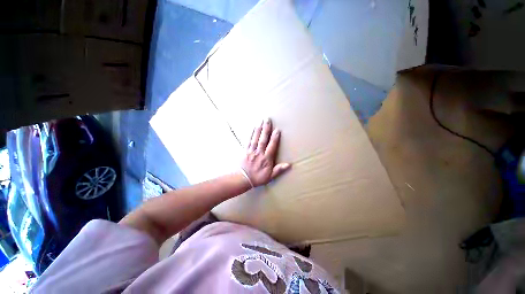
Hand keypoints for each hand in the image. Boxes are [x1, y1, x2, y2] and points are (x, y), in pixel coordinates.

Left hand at [241, 118, 290, 186]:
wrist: (243, 178)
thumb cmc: (257, 178)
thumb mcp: (270, 176)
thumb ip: (279, 170)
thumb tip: (289, 165)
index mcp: (266, 159)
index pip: (271, 146)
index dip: (275, 138)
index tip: (277, 130)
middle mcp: (259, 153)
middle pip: (263, 139)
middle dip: (266, 129)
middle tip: (268, 120)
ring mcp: (252, 151)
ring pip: (256, 138)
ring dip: (259, 129)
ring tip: (261, 121)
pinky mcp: (246, 150)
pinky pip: (249, 140)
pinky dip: (251, 134)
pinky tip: (253, 128)